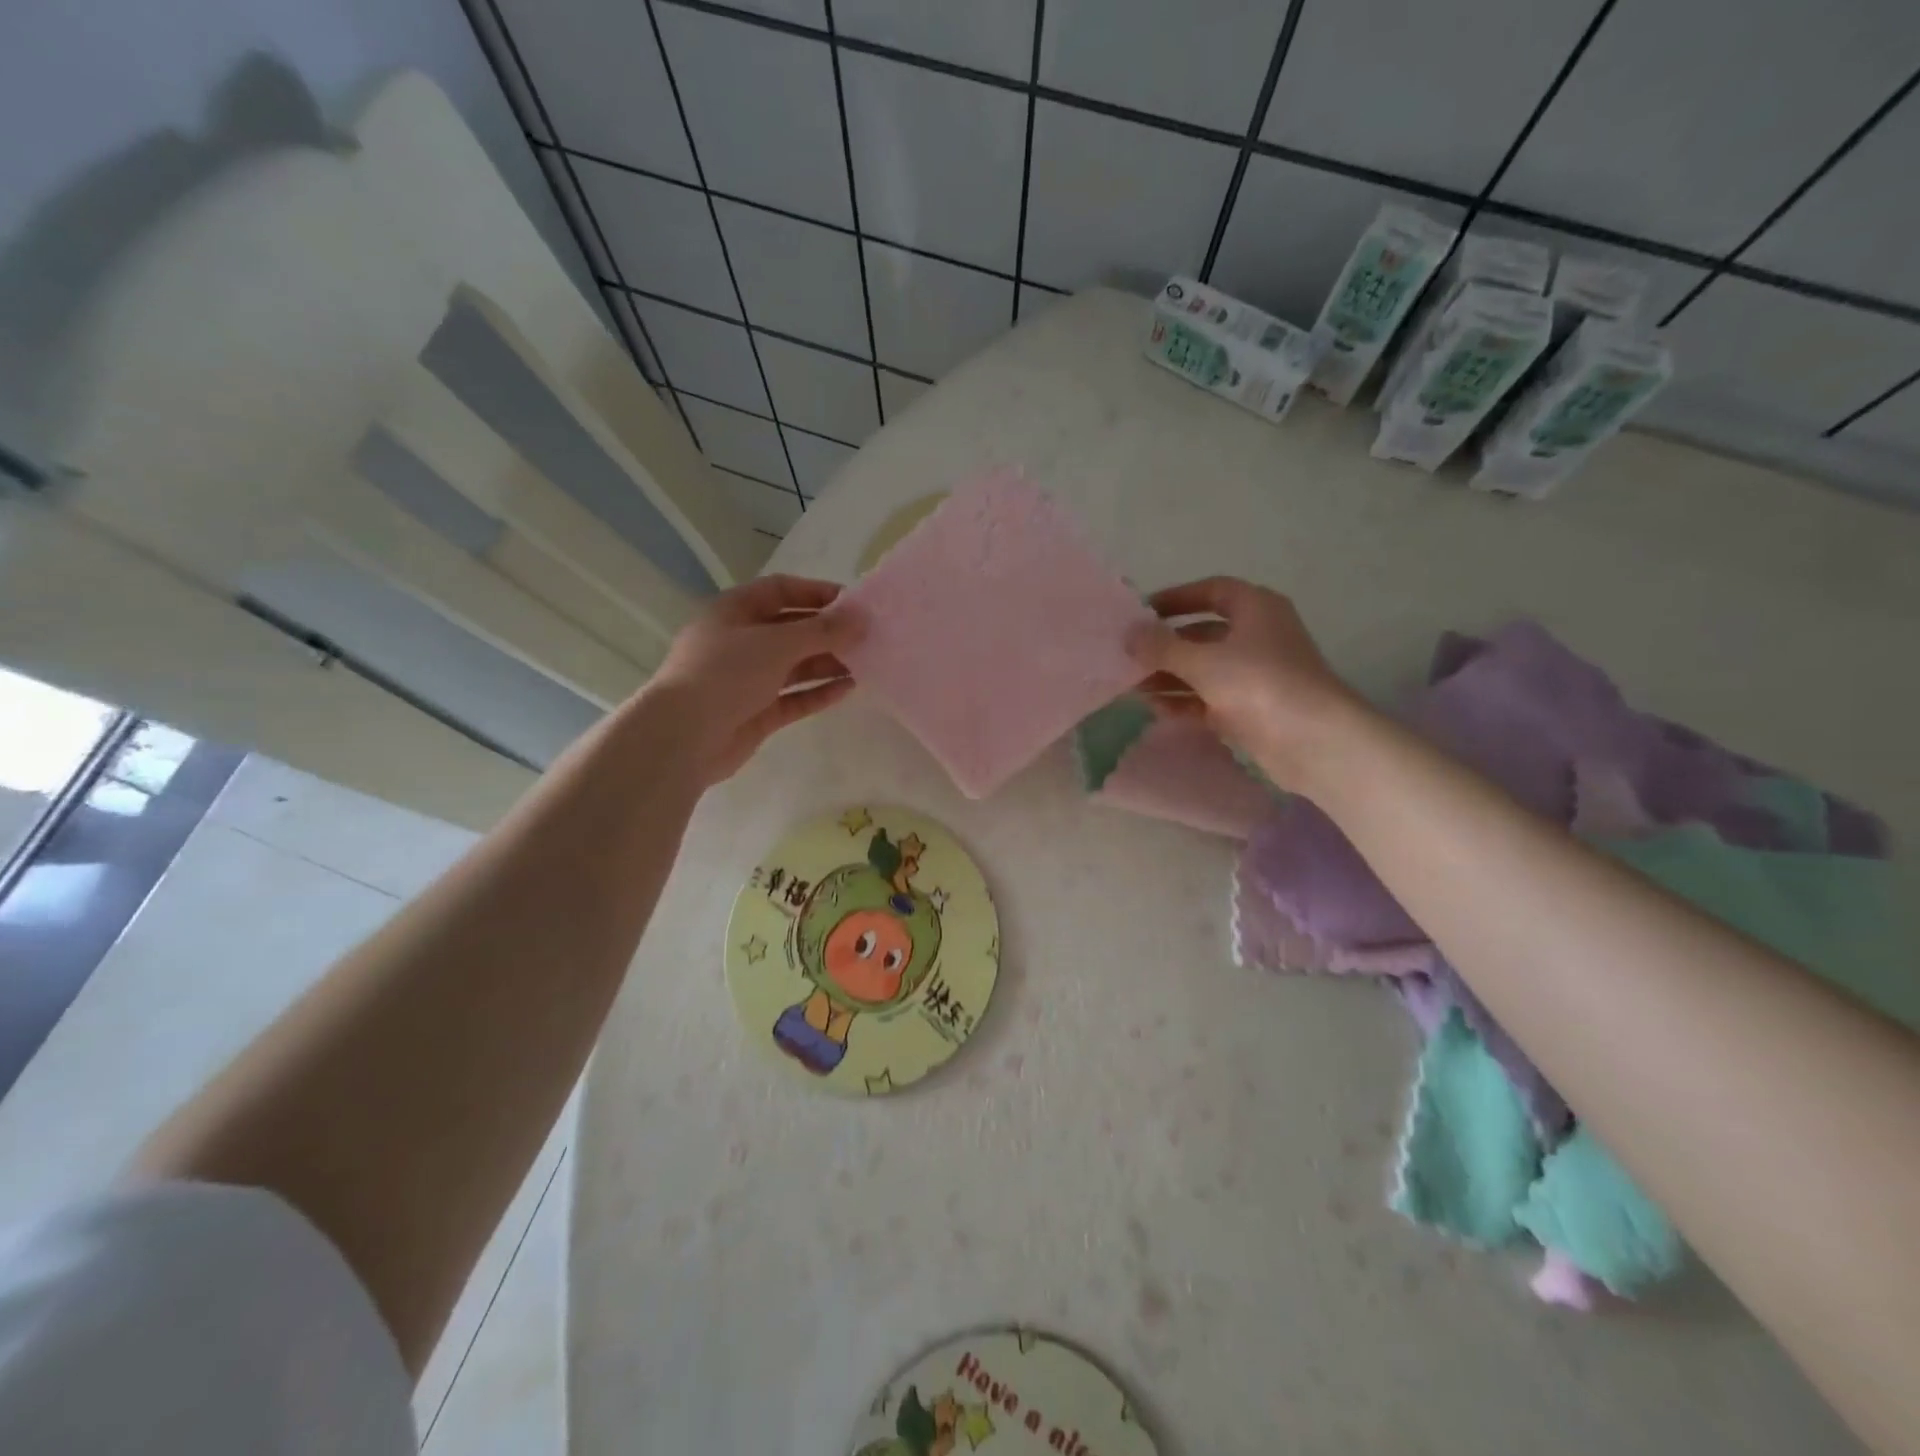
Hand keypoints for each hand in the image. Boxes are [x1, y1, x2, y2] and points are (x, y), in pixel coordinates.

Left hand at [650, 575, 864, 782]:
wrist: (684, 736)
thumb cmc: (726, 673)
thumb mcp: (777, 643)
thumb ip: (823, 631)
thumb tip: (862, 619)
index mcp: (734, 611)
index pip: (780, 590)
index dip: (816, 593)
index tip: (852, 603)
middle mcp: (740, 642)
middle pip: (791, 630)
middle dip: (828, 632)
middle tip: (867, 637)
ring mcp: (747, 680)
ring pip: (794, 666)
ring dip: (828, 663)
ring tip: (866, 663)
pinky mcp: (756, 713)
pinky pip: (793, 697)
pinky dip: (818, 692)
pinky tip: (849, 689)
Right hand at [1127, 576, 1363, 791]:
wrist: (1312, 741)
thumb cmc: (1258, 683)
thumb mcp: (1202, 660)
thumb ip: (1161, 647)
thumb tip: (1128, 634)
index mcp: (1255, 609)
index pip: (1212, 591)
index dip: (1177, 598)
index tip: (1142, 613)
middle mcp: (1257, 636)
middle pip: (1203, 634)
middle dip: (1165, 646)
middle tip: (1128, 657)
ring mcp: (1255, 675)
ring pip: (1204, 669)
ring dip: (1170, 677)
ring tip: (1131, 687)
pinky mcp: (1251, 709)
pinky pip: (1209, 699)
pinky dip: (1184, 702)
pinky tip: (1155, 709)